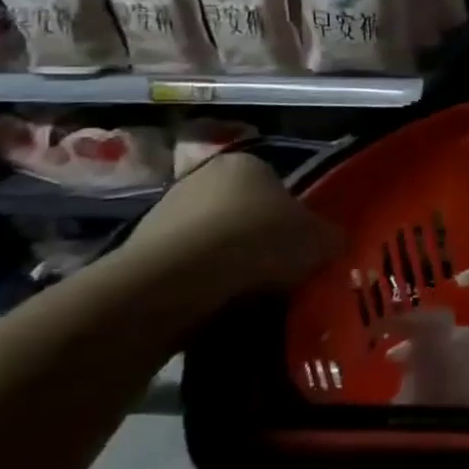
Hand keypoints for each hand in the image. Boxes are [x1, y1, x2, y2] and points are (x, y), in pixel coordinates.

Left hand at [111, 151, 344, 303]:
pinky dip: (199, 285)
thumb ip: (329, 237)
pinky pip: (183, 269)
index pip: (277, 185)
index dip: (292, 217)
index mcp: (247, 162)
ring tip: (247, 296)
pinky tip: (214, 306)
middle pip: (241, 210)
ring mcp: (163, 213)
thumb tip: (331, 244)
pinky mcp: (137, 253)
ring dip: (226, 264)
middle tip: (279, 271)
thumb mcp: (319, 240)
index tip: (300, 246)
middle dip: (257, 239)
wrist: (174, 282)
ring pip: (211, 241)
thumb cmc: (256, 242)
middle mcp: (201, 177)